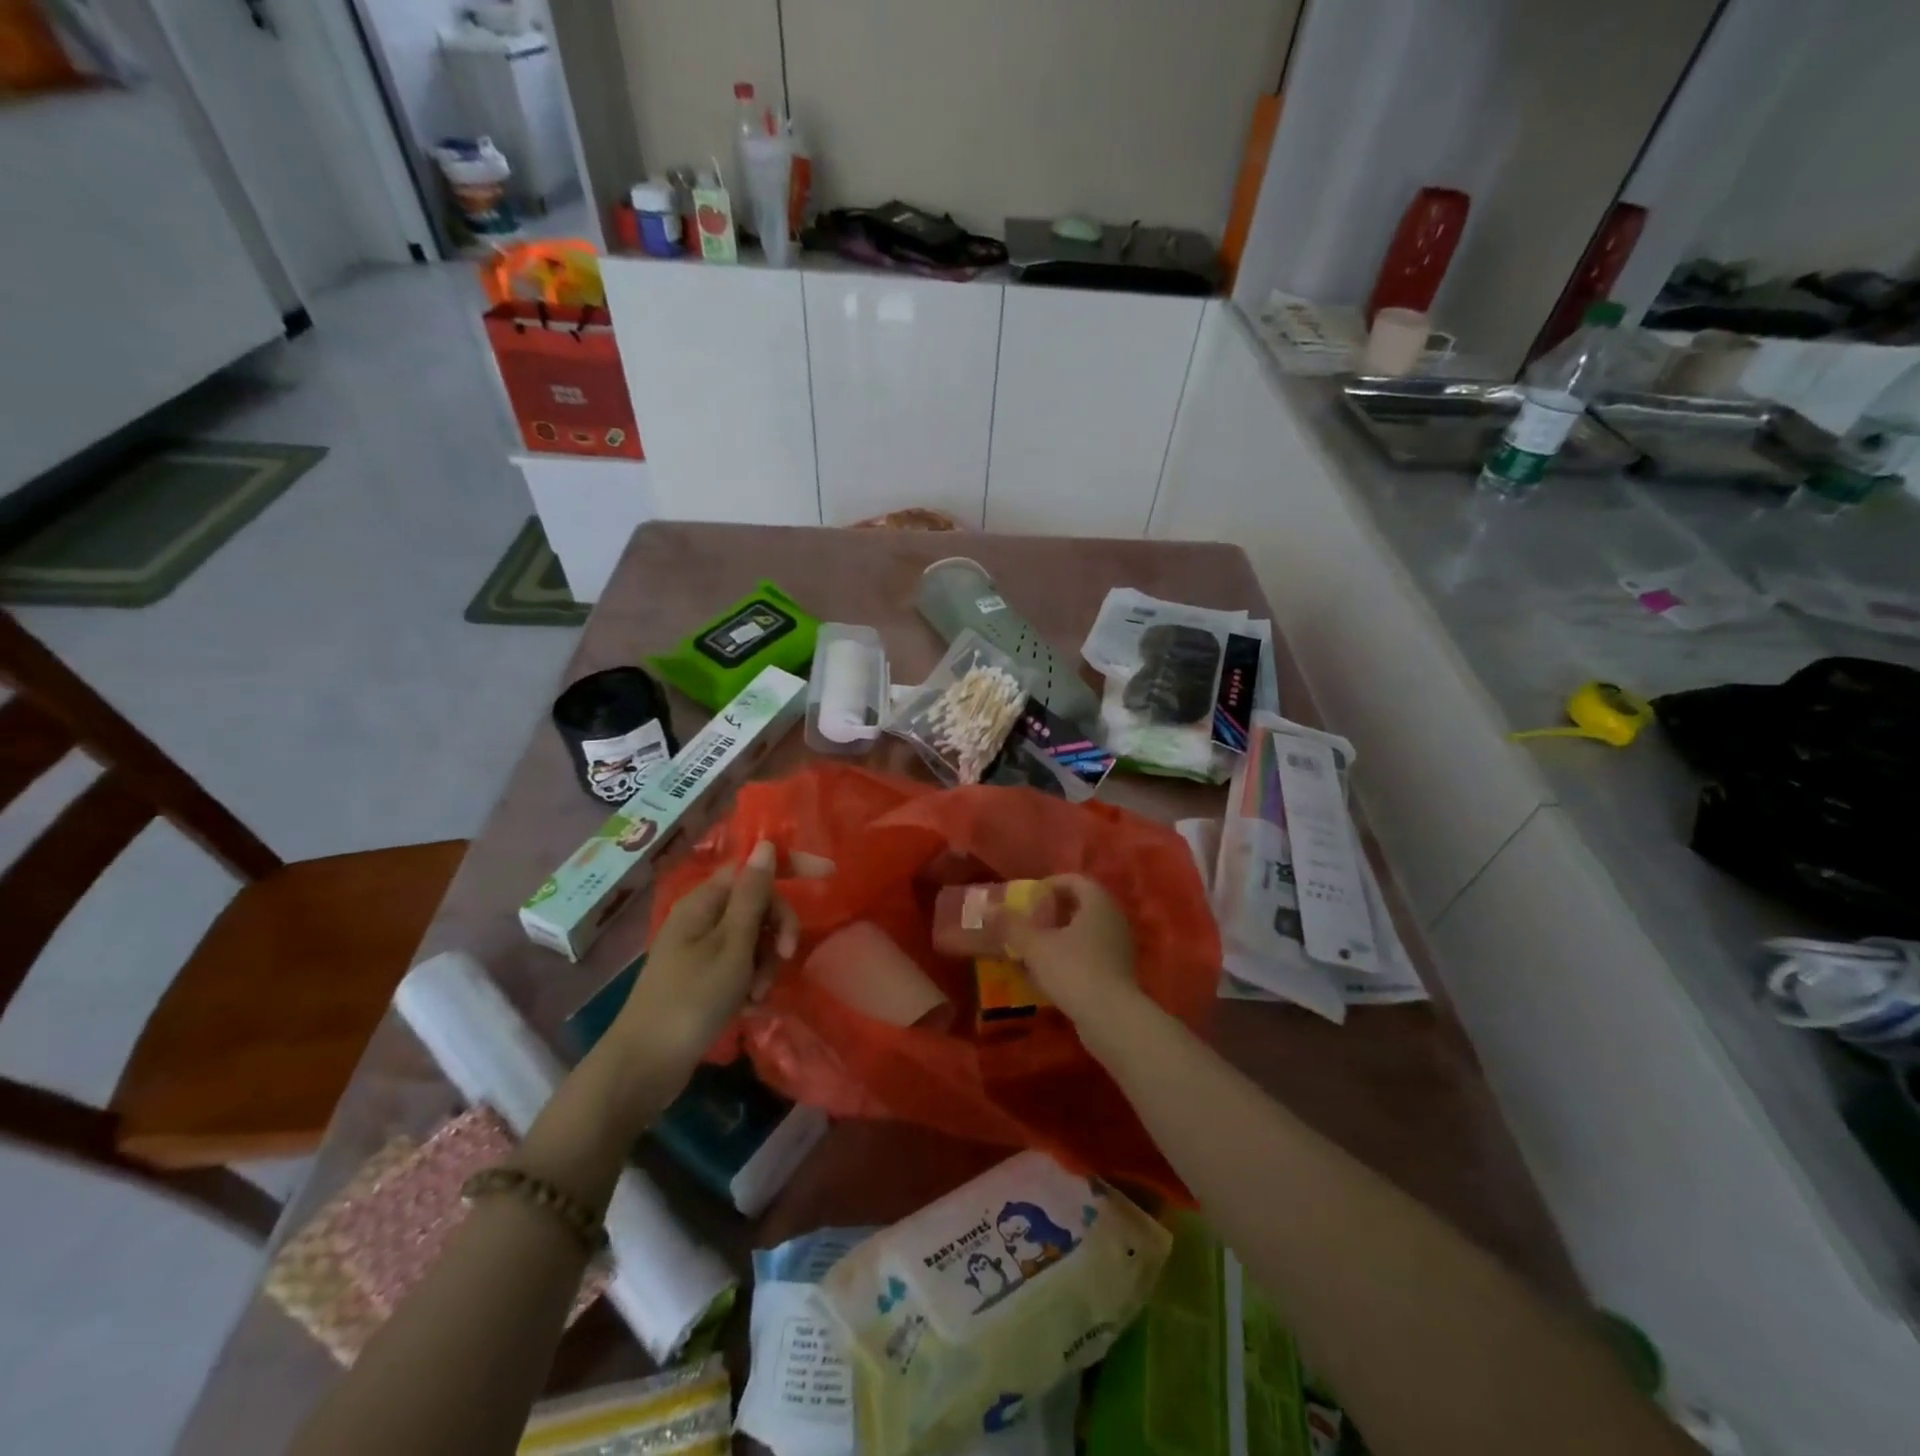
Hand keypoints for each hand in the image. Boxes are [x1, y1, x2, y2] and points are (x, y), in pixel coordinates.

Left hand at [608, 840, 798, 1070]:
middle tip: (784, 957)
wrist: (645, 1066)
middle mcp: (702, 917)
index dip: (790, 867)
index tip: (830, 874)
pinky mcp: (704, 976)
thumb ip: (752, 896)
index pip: (754, 868)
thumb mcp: (731, 946)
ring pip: (754, 937)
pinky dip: (751, 980)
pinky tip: (749, 1005)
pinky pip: (742, 964)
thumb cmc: (691, 1000)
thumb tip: (764, 845)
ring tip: (757, 995)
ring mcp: (702, 948)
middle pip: (758, 904)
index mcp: (704, 902)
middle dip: (777, 929)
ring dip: (765, 962)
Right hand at [1005, 873, 1136, 1022]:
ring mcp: (1120, 946)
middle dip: (1053, 912)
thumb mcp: (1035, 946)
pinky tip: (1051, 973)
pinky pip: (1092, 953)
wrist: (1112, 1018)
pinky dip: (1071, 956)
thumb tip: (988, 907)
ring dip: (1060, 936)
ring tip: (1035, 949)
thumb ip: (1012, 925)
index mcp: (1098, 902)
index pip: (1074, 880)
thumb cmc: (1073, 969)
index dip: (1049, 885)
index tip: (1028, 899)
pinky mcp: (1120, 971)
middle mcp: (1114, 917)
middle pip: (1081, 905)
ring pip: (1086, 931)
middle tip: (1029, 923)